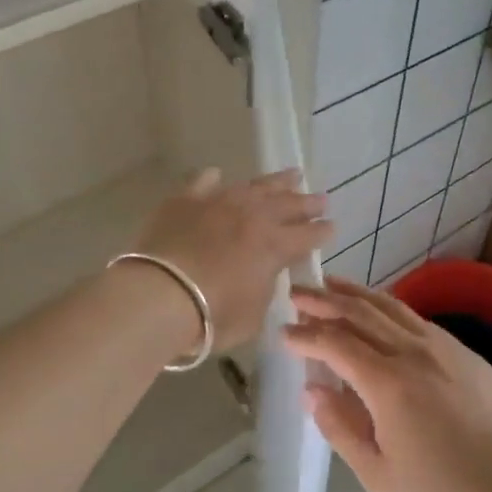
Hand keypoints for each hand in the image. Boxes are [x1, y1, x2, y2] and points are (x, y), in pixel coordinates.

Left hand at [129, 168, 331, 351]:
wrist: (159, 296)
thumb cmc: (212, 316)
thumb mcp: (253, 314)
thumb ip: (264, 289)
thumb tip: (263, 275)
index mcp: (274, 246)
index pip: (308, 235)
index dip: (322, 232)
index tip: (332, 227)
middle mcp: (252, 217)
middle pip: (287, 204)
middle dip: (307, 202)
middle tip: (321, 198)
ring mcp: (218, 203)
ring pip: (254, 186)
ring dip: (276, 182)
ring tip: (292, 175)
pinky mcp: (185, 200)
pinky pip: (204, 182)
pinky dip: (214, 179)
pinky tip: (219, 176)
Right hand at [284, 277, 491, 491]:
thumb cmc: (440, 491)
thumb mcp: (376, 472)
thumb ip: (339, 427)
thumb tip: (312, 389)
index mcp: (388, 383)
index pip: (336, 343)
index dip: (305, 335)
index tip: (283, 332)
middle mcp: (413, 352)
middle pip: (359, 313)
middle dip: (323, 300)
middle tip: (296, 293)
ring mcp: (442, 346)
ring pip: (389, 306)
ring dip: (355, 293)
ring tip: (330, 284)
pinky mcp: (463, 350)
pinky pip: (415, 318)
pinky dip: (387, 307)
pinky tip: (377, 309)